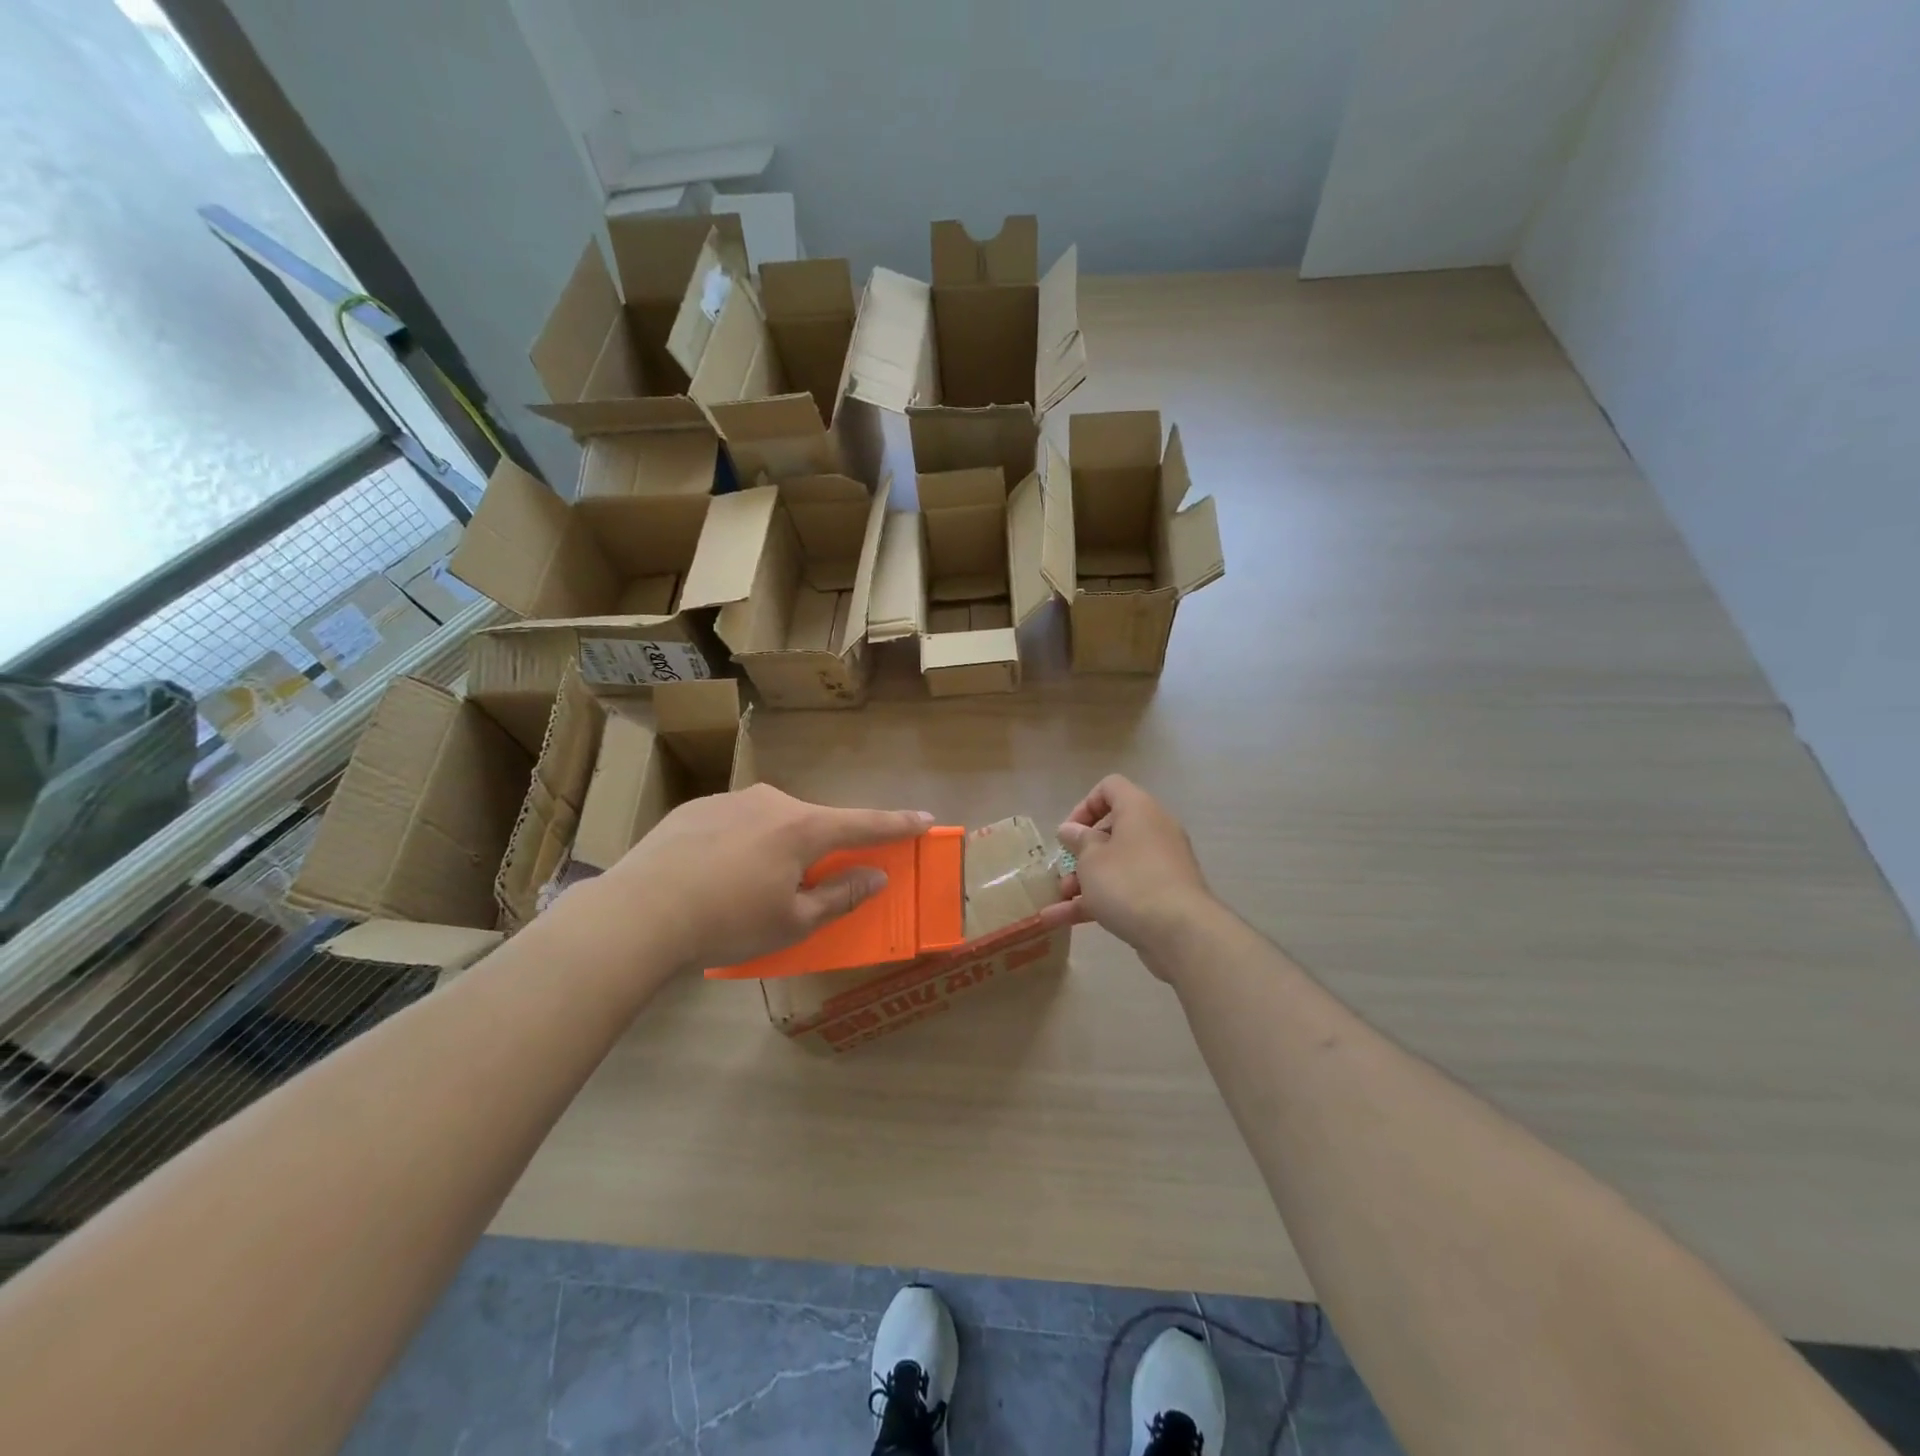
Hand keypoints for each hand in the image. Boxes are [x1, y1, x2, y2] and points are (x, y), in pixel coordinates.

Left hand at [586, 784, 932, 972]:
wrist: (639, 911)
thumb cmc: (728, 922)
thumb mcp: (793, 921)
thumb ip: (840, 895)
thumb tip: (875, 876)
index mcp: (803, 828)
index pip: (864, 824)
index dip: (898, 824)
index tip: (925, 818)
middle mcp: (772, 802)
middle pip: (813, 823)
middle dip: (820, 848)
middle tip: (807, 883)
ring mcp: (731, 800)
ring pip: (772, 821)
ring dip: (776, 846)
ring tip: (748, 887)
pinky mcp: (696, 807)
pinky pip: (735, 821)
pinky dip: (739, 843)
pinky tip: (713, 874)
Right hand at [1056, 775, 1216, 966]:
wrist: (1181, 932)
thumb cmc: (1128, 882)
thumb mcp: (1091, 859)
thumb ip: (1078, 841)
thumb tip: (1071, 830)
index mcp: (1138, 809)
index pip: (1110, 788)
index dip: (1084, 806)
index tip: (1069, 833)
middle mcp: (1153, 830)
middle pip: (1111, 831)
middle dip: (1081, 853)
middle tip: (1064, 872)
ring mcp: (1161, 864)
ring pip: (1116, 865)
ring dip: (1084, 882)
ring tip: (1058, 903)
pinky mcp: (1164, 895)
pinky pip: (1125, 890)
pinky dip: (1098, 902)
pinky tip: (1063, 921)